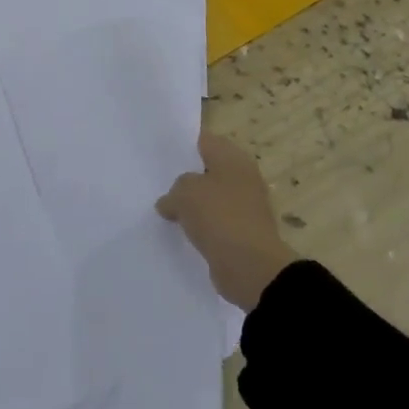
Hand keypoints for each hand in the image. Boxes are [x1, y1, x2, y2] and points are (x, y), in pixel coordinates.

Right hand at [156, 133, 296, 310]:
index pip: (204, 140)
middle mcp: (242, 178)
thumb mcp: (185, 192)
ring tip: (164, 207)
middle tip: (157, 181)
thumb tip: (171, 201)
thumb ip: (175, 189)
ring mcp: (244, 206)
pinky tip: (180, 230)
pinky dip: (200, 226)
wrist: (251, 267)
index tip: (160, 153)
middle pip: (207, 170)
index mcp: (233, 159)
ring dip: (192, 204)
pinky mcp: (240, 233)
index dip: (182, 145)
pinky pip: (213, 222)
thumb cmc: (219, 216)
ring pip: (210, 197)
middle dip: (186, 176)